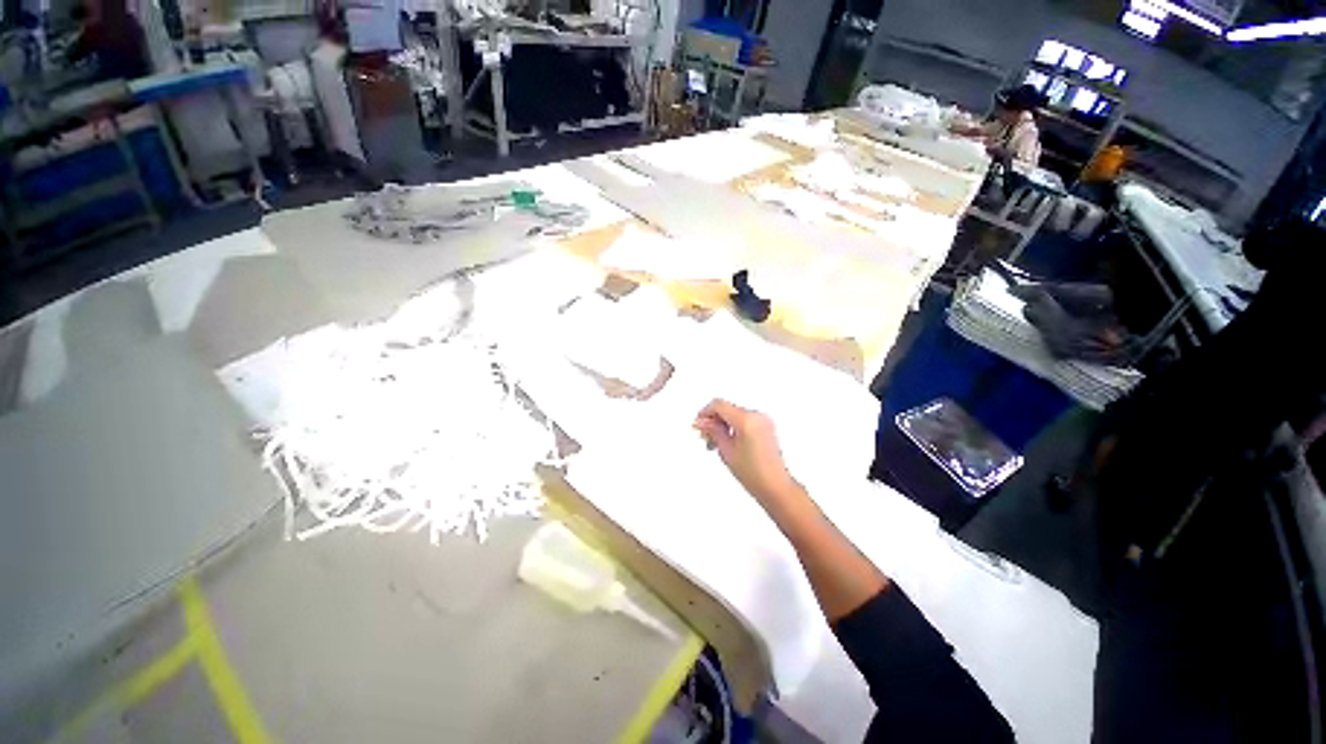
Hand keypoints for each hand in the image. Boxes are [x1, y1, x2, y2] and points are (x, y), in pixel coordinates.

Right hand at [693, 399, 798, 506]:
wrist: (775, 487)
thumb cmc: (755, 474)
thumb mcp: (726, 451)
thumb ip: (713, 432)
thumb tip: (702, 422)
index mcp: (746, 420)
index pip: (719, 405)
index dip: (705, 412)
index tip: (698, 423)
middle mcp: (757, 416)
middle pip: (727, 409)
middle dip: (714, 421)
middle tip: (705, 436)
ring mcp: (763, 420)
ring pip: (735, 414)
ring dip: (723, 425)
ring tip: (715, 444)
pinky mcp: (766, 426)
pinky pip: (744, 420)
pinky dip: (733, 427)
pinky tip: (727, 442)